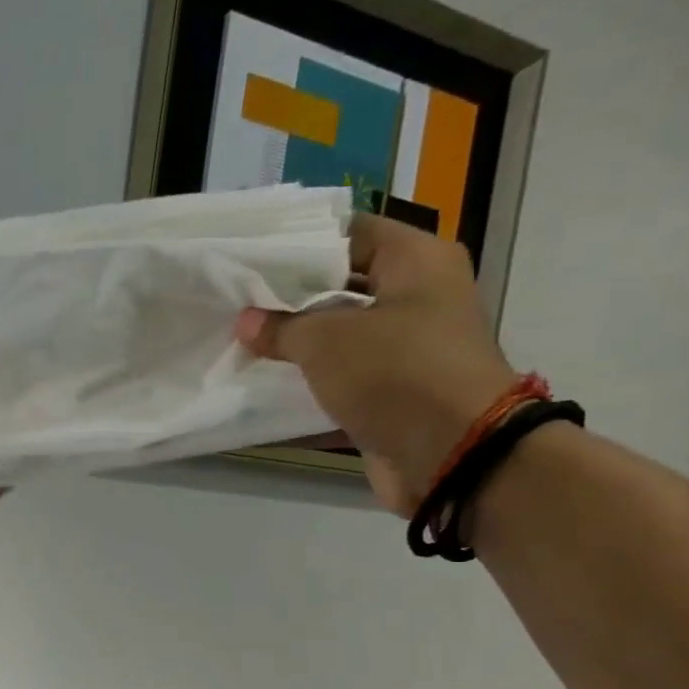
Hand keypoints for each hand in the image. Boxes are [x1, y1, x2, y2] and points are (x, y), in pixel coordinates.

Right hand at [236, 213, 515, 513]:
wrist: (452, 454)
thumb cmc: (395, 373)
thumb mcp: (327, 340)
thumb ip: (281, 327)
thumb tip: (247, 322)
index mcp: (416, 262)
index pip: (349, 234)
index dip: (298, 245)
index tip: (250, 259)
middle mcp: (416, 298)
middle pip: (341, 287)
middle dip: (289, 299)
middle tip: (236, 303)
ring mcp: (406, 349)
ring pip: (338, 337)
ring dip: (295, 346)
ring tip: (240, 344)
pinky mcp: (392, 393)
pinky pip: (341, 380)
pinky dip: (307, 386)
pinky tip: (260, 388)